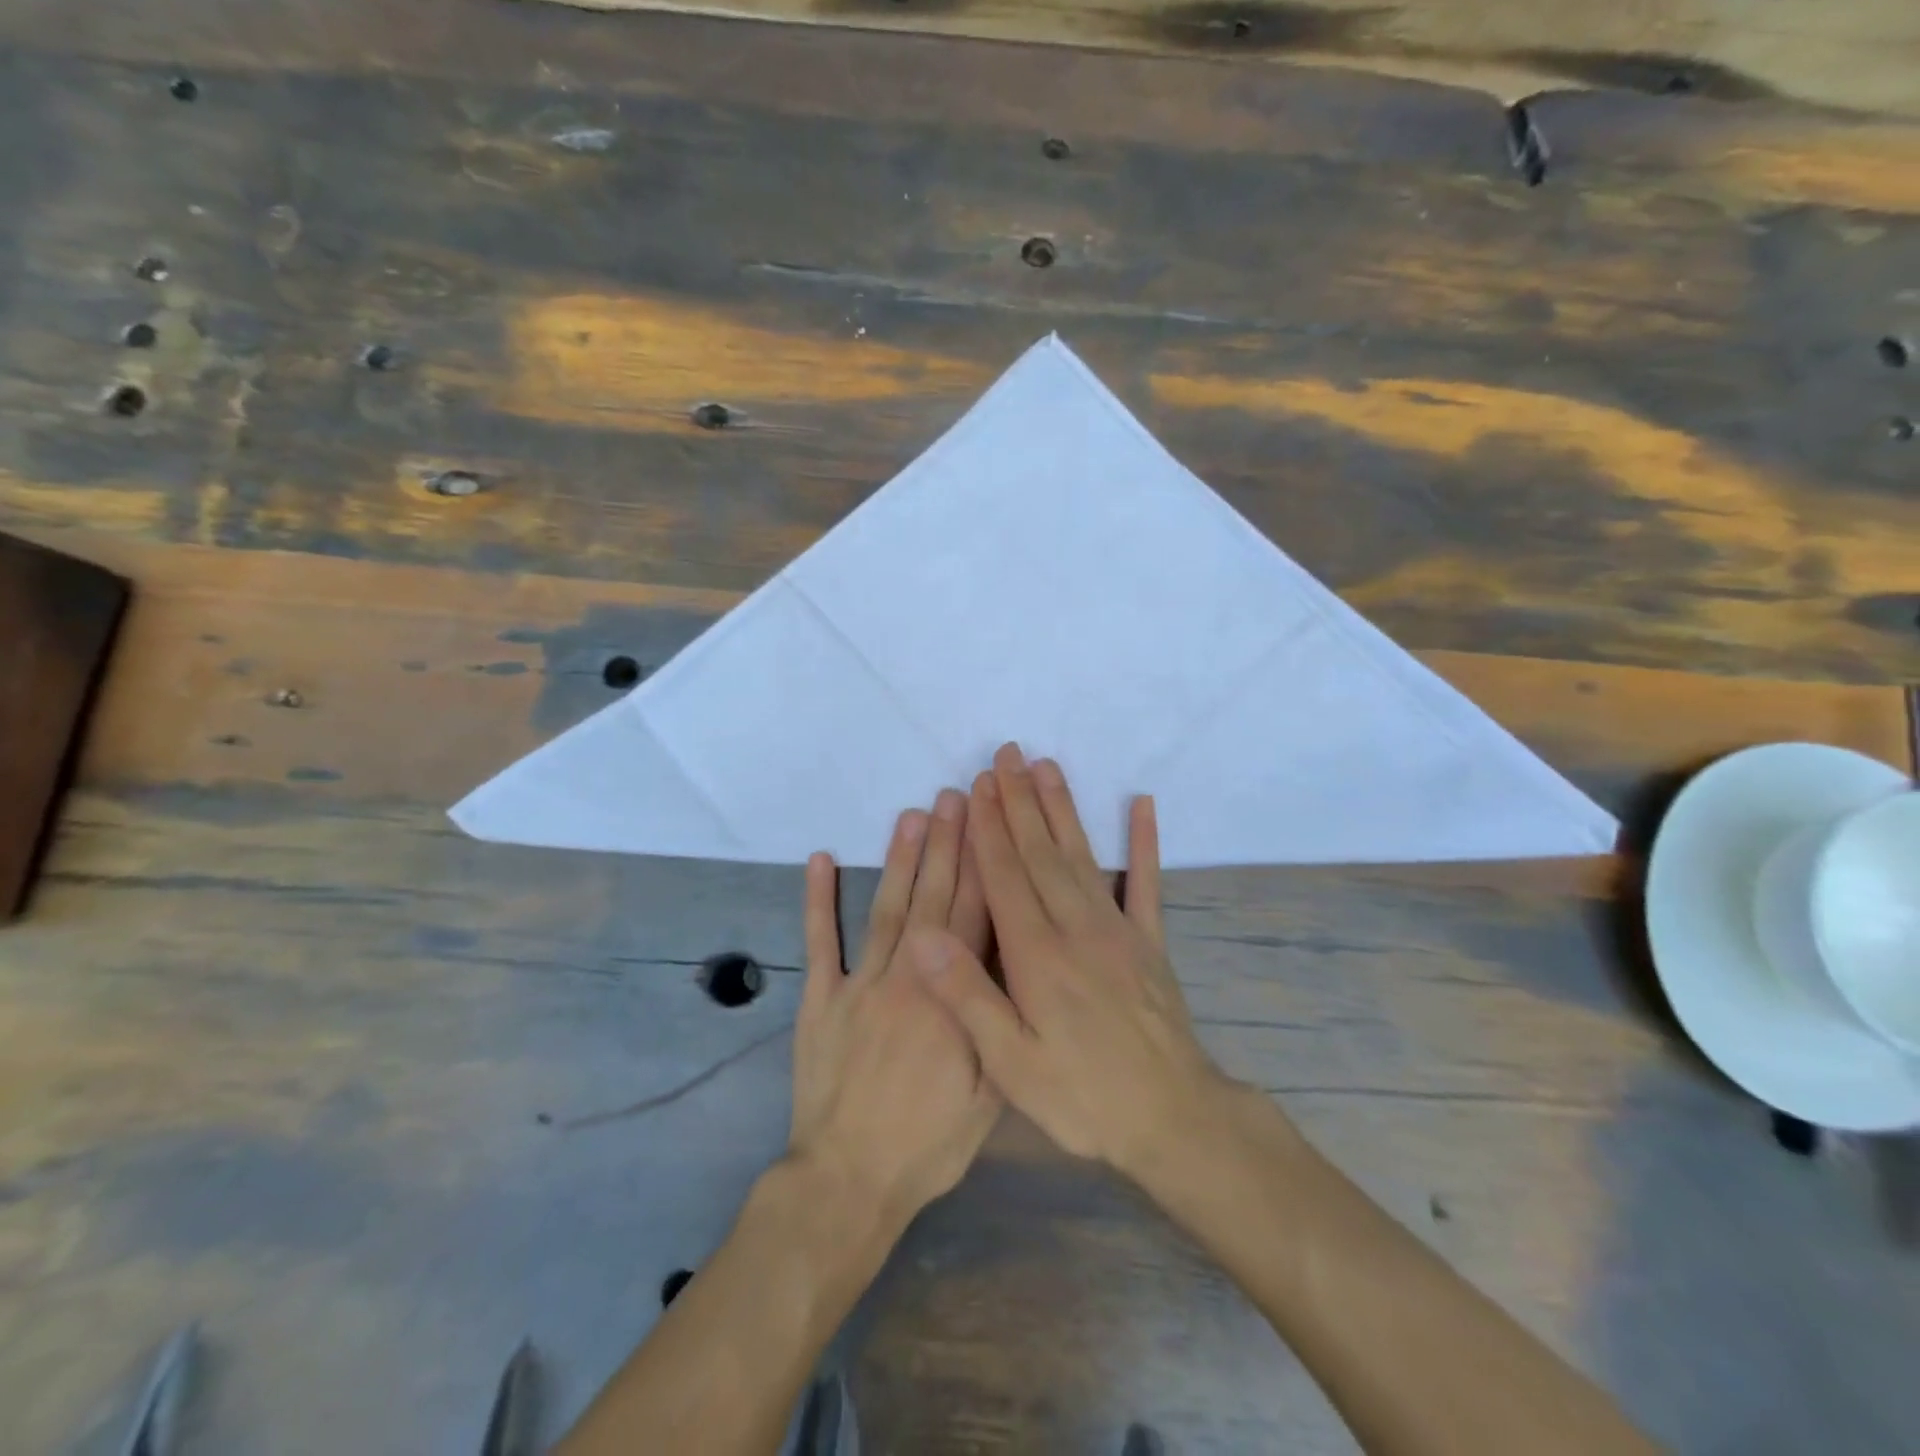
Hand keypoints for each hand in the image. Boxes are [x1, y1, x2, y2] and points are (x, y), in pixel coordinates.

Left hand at [789, 790, 1000, 1232]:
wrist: (849, 1180)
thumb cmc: (928, 1142)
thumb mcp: (988, 1094)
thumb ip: (996, 1021)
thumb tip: (1011, 963)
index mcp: (950, 998)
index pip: (971, 918)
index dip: (981, 866)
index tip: (988, 824)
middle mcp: (906, 977)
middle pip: (931, 899)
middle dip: (946, 845)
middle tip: (954, 797)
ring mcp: (859, 984)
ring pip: (885, 908)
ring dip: (899, 859)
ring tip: (911, 815)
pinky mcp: (820, 999)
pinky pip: (819, 942)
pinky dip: (818, 900)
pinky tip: (822, 860)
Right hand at [906, 744, 1231, 1179]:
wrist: (1173, 1119)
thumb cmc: (1083, 1096)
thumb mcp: (1012, 1065)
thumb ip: (969, 997)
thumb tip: (925, 936)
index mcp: (1037, 956)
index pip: (1005, 876)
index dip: (988, 828)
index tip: (976, 786)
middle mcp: (1076, 928)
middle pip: (1040, 853)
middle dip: (1019, 801)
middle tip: (1006, 756)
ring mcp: (1118, 930)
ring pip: (1081, 856)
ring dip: (1062, 808)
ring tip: (1047, 766)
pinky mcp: (1149, 942)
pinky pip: (1146, 883)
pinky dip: (1144, 842)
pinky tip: (1142, 806)